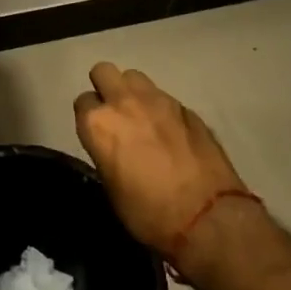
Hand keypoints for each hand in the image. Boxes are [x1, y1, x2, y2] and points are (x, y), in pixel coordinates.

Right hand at [73, 62, 251, 259]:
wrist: (208, 217)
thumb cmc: (150, 213)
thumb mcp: (112, 189)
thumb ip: (106, 153)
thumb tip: (113, 148)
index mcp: (98, 124)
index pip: (82, 102)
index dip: (90, 118)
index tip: (99, 134)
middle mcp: (123, 102)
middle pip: (104, 72)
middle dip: (106, 88)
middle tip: (116, 115)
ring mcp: (158, 100)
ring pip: (134, 77)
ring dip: (133, 92)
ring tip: (143, 118)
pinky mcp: (186, 107)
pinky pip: (164, 96)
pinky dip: (162, 109)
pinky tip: (171, 133)